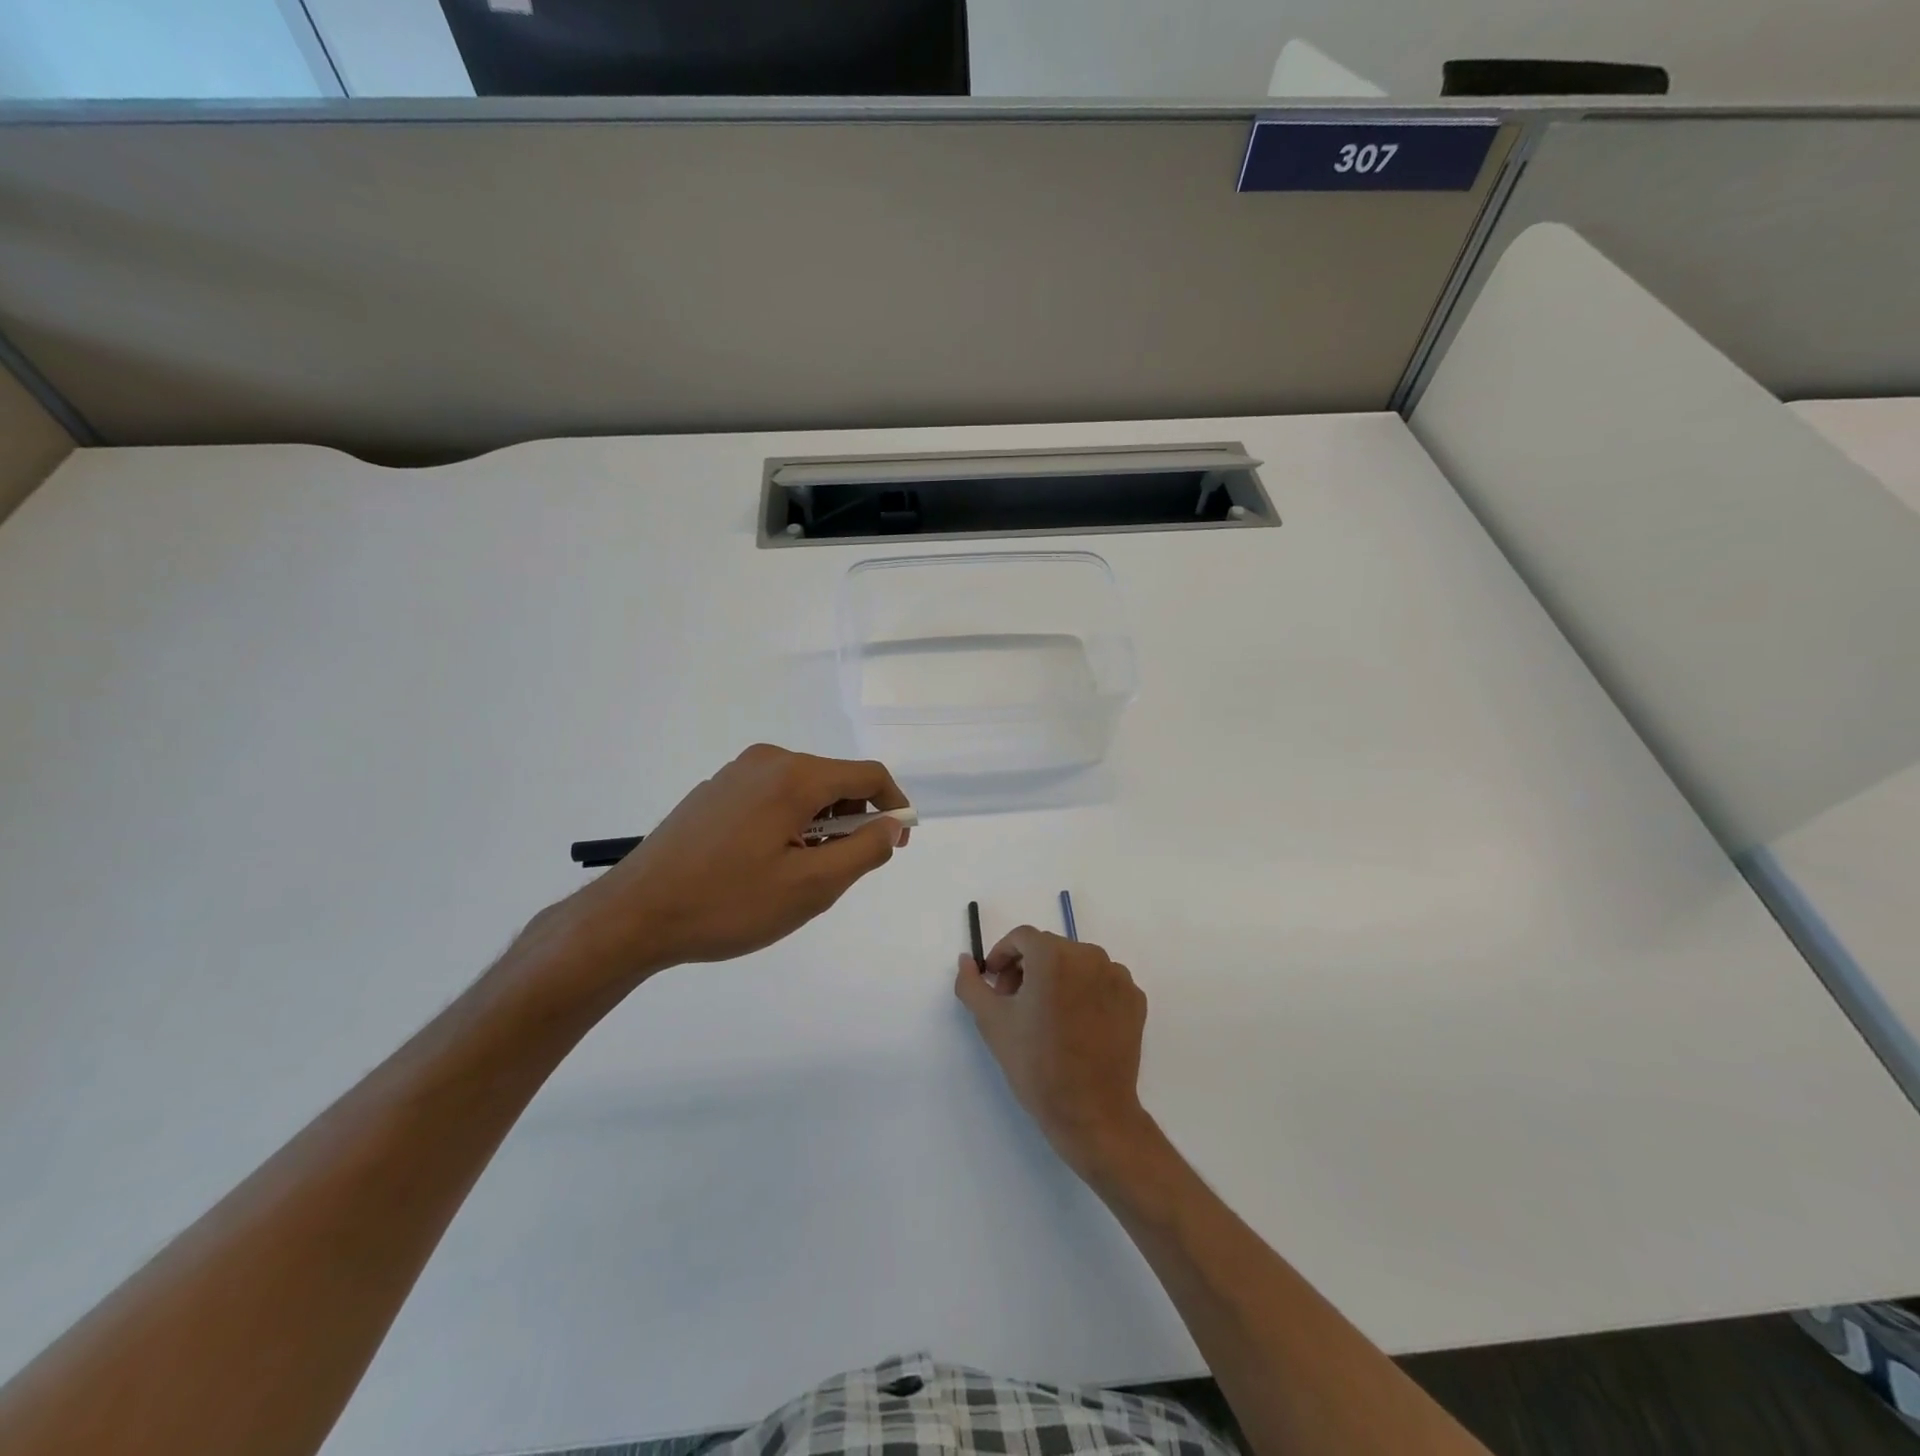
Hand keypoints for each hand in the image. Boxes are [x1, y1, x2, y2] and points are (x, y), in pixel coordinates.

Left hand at [526, 745, 909, 994]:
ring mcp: (735, 774)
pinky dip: (789, 823)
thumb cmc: (728, 903)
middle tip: (844, 869)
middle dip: (853, 820)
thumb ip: (864, 851)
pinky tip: (766, 865)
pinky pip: (771, 797)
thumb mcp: (810, 886)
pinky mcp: (714, 792)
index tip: (896, 843)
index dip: (893, 806)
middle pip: (834, 780)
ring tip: (801, 873)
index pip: (868, 775)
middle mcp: (767, 761)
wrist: (634, 915)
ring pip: (802, 791)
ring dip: (820, 825)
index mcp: (793, 776)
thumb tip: (892, 824)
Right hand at [954, 925, 1152, 1181]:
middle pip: (1049, 949)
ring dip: (1058, 979)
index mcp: (1053, 956)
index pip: (1022, 938)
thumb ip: (971, 984)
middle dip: (1028, 969)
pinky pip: (1102, 982)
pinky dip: (1086, 992)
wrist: (1091, 1113)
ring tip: (1048, 1017)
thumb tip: (965, 960)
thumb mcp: (992, 1022)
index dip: (1002, 956)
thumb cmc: (1037, 1064)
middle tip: (1016, 1005)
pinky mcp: (1135, 999)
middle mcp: (1089, 956)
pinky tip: (1077, 1025)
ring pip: (1077, 964)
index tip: (996, 985)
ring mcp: (1117, 976)